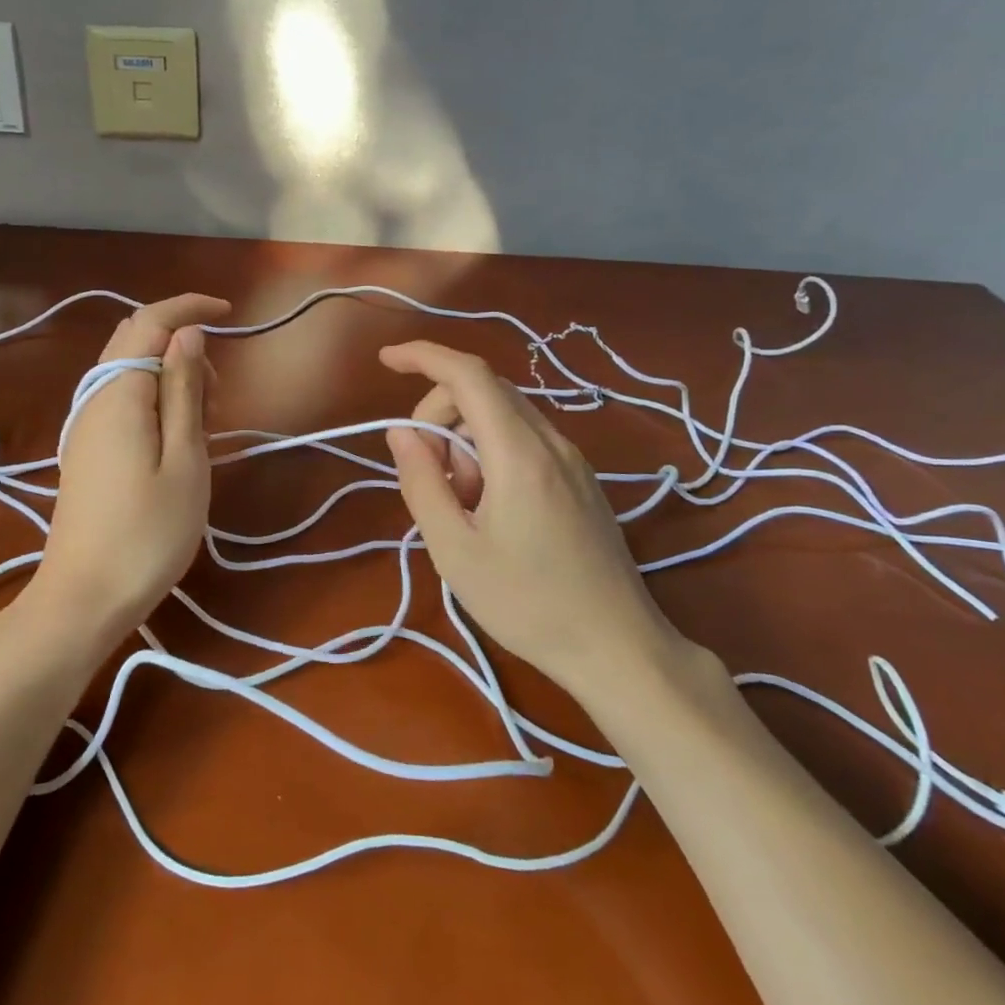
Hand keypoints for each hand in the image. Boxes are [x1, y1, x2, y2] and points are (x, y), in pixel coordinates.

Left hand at [34, 294, 228, 645]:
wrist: (83, 598)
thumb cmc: (148, 533)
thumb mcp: (185, 460)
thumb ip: (184, 390)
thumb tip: (187, 333)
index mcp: (119, 394)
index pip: (149, 321)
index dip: (188, 306)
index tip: (230, 312)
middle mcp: (93, 399)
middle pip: (133, 340)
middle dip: (180, 343)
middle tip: (219, 391)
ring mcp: (84, 425)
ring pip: (127, 370)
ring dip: (168, 373)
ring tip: (206, 419)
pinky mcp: (85, 450)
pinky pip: (120, 400)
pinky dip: (153, 398)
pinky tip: (177, 437)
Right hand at [379, 341, 694, 708]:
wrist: (618, 647)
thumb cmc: (527, 604)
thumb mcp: (455, 550)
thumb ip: (422, 482)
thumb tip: (401, 433)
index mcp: (519, 454)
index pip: (468, 376)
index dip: (424, 356)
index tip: (386, 362)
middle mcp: (551, 443)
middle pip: (484, 392)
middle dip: (440, 414)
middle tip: (427, 474)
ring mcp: (573, 460)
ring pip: (504, 416)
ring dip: (465, 439)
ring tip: (461, 502)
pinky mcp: (581, 479)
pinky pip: (525, 440)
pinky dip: (491, 454)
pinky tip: (489, 507)